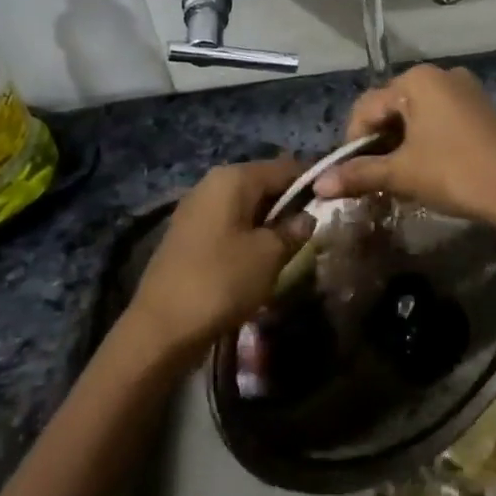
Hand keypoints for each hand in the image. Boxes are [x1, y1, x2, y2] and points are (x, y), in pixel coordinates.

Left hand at [125, 157, 310, 364]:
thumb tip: (308, 217)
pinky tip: (260, 260)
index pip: (285, 167)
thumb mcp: (269, 255)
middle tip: (314, 231)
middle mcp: (212, 183)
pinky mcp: (188, 235)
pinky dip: (248, 236)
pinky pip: (229, 225)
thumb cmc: (222, 281)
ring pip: (246, 206)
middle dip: (290, 204)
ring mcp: (196, 209)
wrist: (161, 328)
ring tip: (291, 248)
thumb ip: (294, 230)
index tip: (334, 203)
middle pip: (264, 184)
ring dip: (269, 223)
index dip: (312, 182)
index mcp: (234, 178)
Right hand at [311, 66, 495, 235]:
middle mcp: (440, 74)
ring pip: (416, 115)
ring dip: (401, 144)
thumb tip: (318, 184)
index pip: (367, 107)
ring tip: (399, 177)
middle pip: (392, 107)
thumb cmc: (455, 173)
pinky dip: (425, 140)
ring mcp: (465, 89)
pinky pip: (440, 119)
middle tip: (374, 178)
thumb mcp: (402, 174)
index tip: (350, 175)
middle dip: (378, 143)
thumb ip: (359, 173)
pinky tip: (428, 168)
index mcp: (417, 80)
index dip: (353, 142)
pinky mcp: (481, 108)